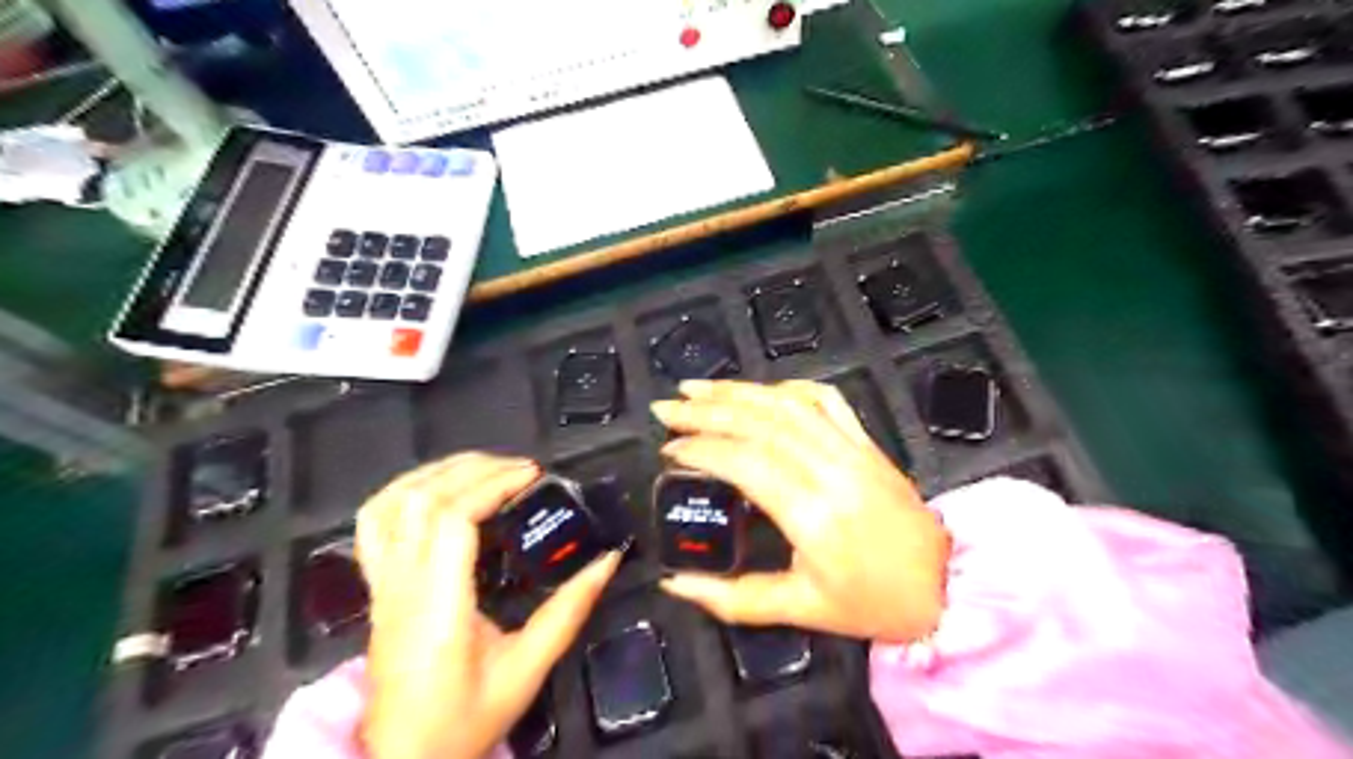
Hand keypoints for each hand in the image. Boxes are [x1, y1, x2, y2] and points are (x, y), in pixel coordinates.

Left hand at [349, 454, 620, 758]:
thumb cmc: (465, 720)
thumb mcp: (527, 670)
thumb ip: (568, 612)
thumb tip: (607, 561)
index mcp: (438, 608)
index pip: (452, 520)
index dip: (493, 485)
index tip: (533, 476)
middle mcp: (402, 587)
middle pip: (423, 500)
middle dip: (476, 469)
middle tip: (521, 469)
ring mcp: (381, 585)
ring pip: (391, 504)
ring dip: (439, 472)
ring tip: (484, 466)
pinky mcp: (376, 588)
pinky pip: (373, 524)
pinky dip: (404, 490)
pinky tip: (436, 486)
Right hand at [649, 383, 943, 641]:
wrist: (947, 585)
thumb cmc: (872, 602)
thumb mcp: (800, 609)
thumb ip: (733, 599)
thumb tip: (674, 584)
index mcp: (812, 514)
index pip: (745, 462)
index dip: (701, 448)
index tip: (668, 448)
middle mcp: (830, 469)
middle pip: (760, 422)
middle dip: (706, 410)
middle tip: (666, 406)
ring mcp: (852, 448)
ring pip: (788, 403)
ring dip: (738, 391)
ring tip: (697, 388)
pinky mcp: (866, 441)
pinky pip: (825, 399)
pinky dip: (787, 387)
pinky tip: (759, 391)